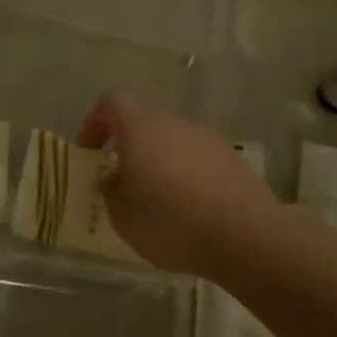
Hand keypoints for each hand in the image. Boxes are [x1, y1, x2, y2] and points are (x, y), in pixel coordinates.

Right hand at [78, 92, 280, 277]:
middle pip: (144, 121)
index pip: (112, 101)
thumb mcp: (123, 217)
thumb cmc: (172, 223)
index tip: (90, 151)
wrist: (246, 236)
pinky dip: (188, 175)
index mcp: (140, 128)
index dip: (95, 121)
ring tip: (159, 201)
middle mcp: (174, 123)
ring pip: (172, 140)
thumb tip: (114, 179)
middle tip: (122, 181)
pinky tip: (191, 209)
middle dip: (129, 146)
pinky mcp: (232, 158)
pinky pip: (198, 158)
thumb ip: (111, 191)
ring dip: (160, 161)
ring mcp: (207, 138)